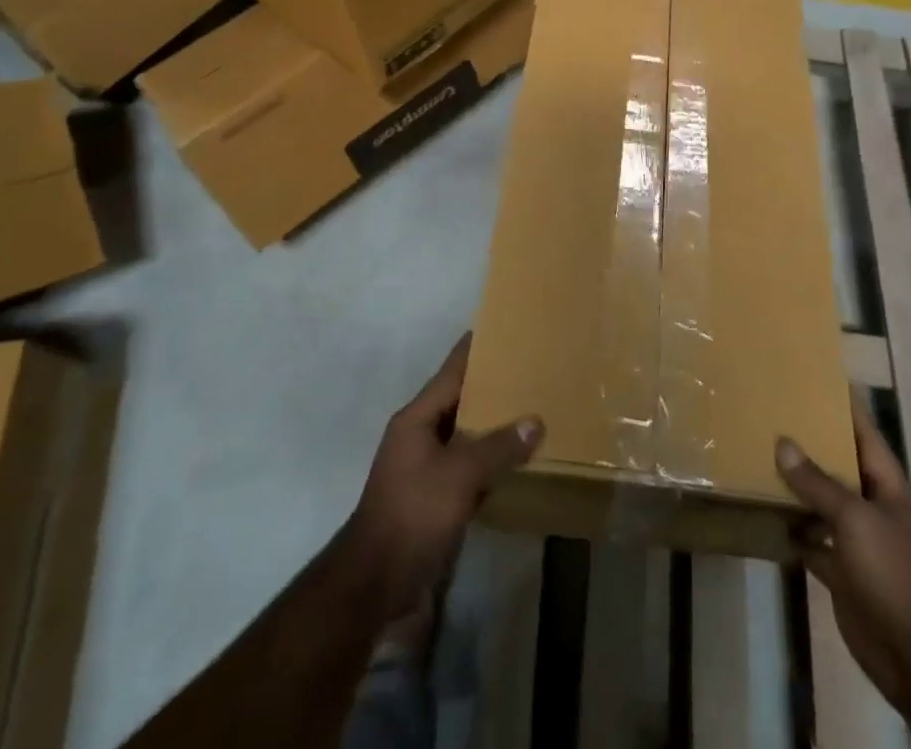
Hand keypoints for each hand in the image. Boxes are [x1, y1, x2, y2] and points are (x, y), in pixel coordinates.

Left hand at [344, 333, 542, 620]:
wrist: (375, 583)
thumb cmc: (413, 514)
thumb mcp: (459, 475)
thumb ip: (498, 447)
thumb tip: (535, 421)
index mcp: (417, 418)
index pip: (451, 371)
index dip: (475, 349)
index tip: (501, 327)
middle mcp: (419, 435)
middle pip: (460, 400)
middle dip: (492, 387)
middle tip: (530, 369)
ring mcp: (425, 468)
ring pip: (466, 435)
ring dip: (494, 426)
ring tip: (532, 410)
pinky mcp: (434, 498)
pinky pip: (468, 467)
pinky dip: (490, 461)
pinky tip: (518, 461)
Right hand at [776, 398, 910, 713]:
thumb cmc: (893, 573)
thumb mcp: (855, 518)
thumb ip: (818, 482)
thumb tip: (783, 443)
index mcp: (890, 488)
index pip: (867, 435)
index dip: (847, 407)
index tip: (821, 378)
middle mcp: (875, 509)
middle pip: (841, 467)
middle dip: (813, 444)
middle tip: (776, 413)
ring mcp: (859, 542)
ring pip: (824, 504)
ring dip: (798, 487)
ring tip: (761, 454)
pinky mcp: (843, 573)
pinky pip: (814, 542)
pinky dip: (793, 530)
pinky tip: (766, 514)